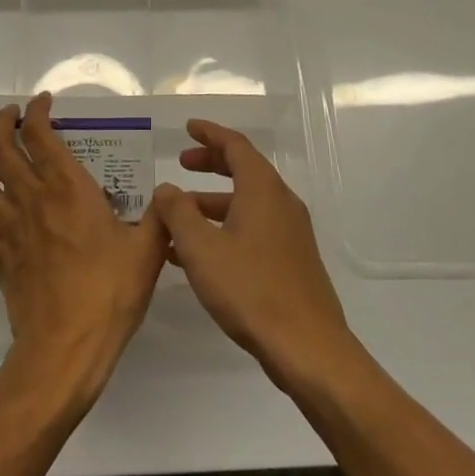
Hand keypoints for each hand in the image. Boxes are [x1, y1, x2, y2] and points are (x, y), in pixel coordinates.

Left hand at [0, 93, 168, 412]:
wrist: (66, 347)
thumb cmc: (110, 293)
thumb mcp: (148, 250)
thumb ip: (160, 216)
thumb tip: (169, 195)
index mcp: (68, 188)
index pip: (40, 134)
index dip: (36, 111)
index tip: (42, 102)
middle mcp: (32, 198)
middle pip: (0, 148)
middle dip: (2, 123)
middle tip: (11, 116)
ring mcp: (9, 228)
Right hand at [153, 120, 357, 389]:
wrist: (308, 347)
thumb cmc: (250, 290)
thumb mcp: (201, 248)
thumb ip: (178, 212)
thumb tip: (166, 189)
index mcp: (262, 189)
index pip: (235, 145)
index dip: (210, 134)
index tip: (188, 128)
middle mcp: (281, 202)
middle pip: (244, 169)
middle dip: (211, 164)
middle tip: (182, 164)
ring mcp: (291, 232)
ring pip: (247, 202)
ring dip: (213, 202)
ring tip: (179, 217)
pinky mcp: (293, 259)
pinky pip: (255, 227)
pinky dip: (226, 226)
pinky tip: (200, 253)